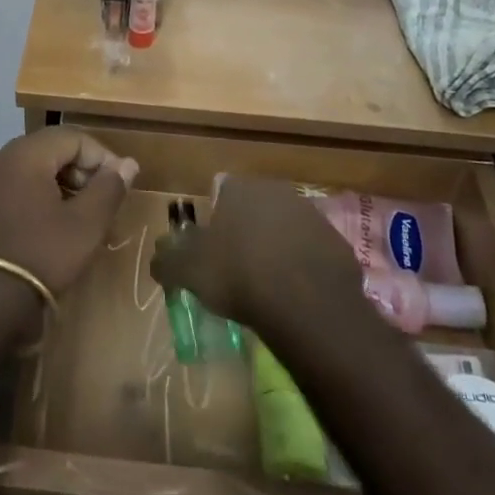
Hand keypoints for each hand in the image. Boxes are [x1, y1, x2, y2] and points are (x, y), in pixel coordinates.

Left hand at [0, 129, 138, 302]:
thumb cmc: (40, 255)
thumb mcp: (85, 225)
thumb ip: (109, 188)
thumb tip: (128, 163)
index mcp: (26, 153)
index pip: (74, 137)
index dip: (103, 157)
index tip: (119, 186)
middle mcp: (2, 157)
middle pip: (52, 148)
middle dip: (83, 169)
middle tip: (102, 200)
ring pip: (34, 167)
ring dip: (63, 183)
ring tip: (82, 214)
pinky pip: (17, 186)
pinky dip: (41, 195)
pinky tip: (53, 225)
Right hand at [150, 178, 362, 330]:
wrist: (307, 305)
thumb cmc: (239, 275)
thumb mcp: (188, 271)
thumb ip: (167, 260)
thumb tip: (157, 257)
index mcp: (240, 188)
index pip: (221, 190)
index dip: (214, 217)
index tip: (211, 247)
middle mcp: (276, 191)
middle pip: (255, 207)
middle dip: (246, 229)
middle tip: (236, 265)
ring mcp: (311, 215)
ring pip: (285, 227)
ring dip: (276, 246)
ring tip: (267, 283)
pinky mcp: (337, 244)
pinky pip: (311, 252)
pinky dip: (302, 267)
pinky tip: (295, 294)